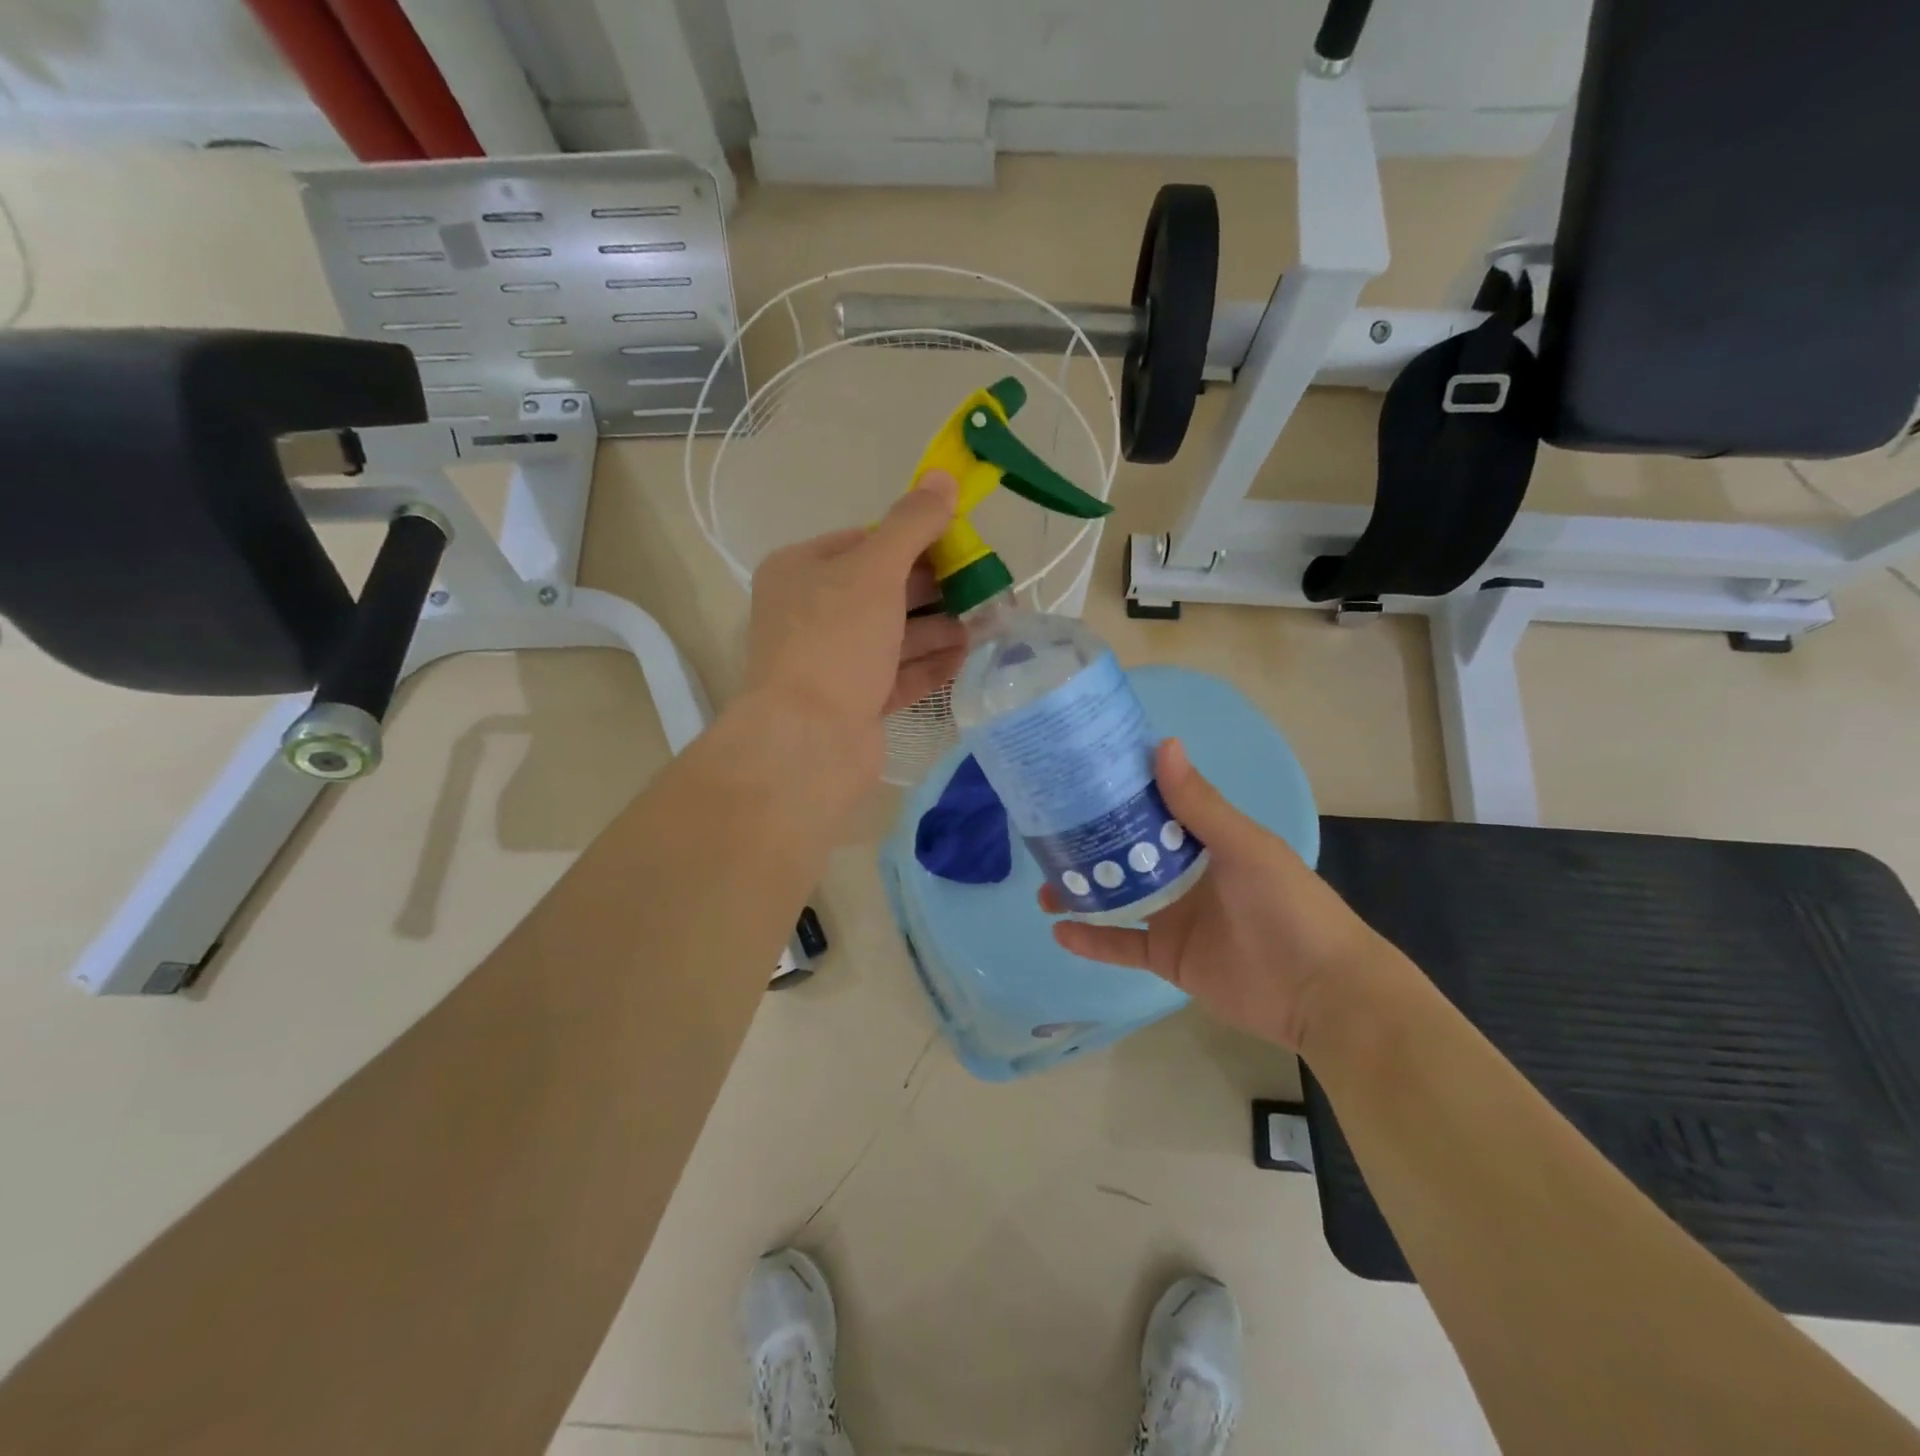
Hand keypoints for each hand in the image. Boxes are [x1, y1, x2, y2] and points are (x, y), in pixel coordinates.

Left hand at [743, 472, 966, 771]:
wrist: (808, 740)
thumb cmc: (835, 641)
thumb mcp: (875, 570)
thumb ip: (911, 524)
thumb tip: (943, 477)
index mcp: (801, 571)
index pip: (864, 542)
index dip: (914, 539)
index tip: (960, 543)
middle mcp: (811, 614)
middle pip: (883, 591)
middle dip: (934, 589)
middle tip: (983, 585)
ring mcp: (832, 663)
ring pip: (893, 636)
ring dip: (939, 628)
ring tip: (985, 623)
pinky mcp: (853, 704)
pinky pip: (896, 676)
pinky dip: (929, 665)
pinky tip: (965, 657)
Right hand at [1041, 739, 1391, 1051]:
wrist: (1320, 992)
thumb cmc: (1288, 906)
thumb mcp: (1245, 847)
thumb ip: (1200, 804)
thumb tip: (1163, 744)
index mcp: (1206, 840)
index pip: (1154, 808)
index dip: (1118, 794)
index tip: (1076, 780)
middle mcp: (1186, 874)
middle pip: (1127, 853)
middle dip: (1089, 846)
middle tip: (1046, 839)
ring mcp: (1174, 917)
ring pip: (1118, 897)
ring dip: (1083, 892)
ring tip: (1043, 888)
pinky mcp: (1168, 957)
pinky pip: (1122, 945)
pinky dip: (1092, 941)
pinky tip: (1059, 931)